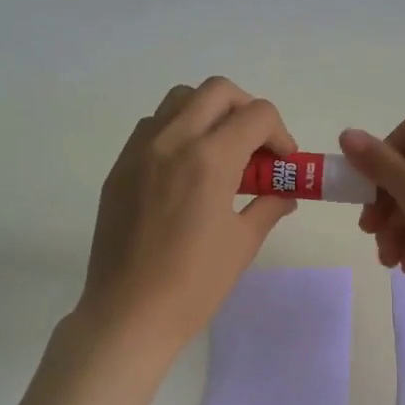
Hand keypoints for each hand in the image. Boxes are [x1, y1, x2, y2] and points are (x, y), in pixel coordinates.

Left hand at [80, 77, 297, 351]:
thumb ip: (268, 205)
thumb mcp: (242, 243)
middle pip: (218, 91)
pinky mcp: (119, 167)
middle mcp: (172, 140)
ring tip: (221, 153)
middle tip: (256, 147)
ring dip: (209, 113)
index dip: (280, 134)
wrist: (128, 313)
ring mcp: (139, 150)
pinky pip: (153, 127)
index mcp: (209, 159)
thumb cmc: (194, 283)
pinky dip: (178, 131)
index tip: (284, 163)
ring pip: (180, 100)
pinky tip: (186, 170)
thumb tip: (286, 193)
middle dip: (247, 110)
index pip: (256, 115)